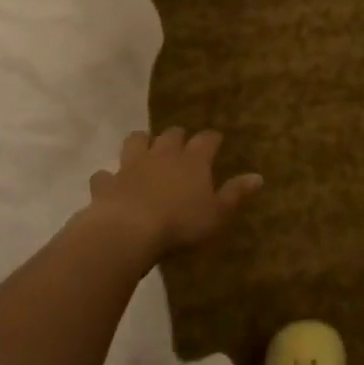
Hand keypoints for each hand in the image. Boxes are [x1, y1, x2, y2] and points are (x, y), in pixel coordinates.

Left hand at [88, 128, 262, 257]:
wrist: (129, 230)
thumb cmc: (180, 223)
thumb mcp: (217, 213)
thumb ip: (236, 194)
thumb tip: (258, 177)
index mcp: (192, 160)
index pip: (206, 140)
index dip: (212, 139)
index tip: (216, 140)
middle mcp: (163, 154)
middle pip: (171, 134)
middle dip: (177, 136)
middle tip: (181, 143)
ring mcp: (132, 165)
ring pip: (136, 141)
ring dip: (141, 143)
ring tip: (144, 149)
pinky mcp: (108, 182)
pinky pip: (105, 175)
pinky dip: (108, 178)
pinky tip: (110, 184)